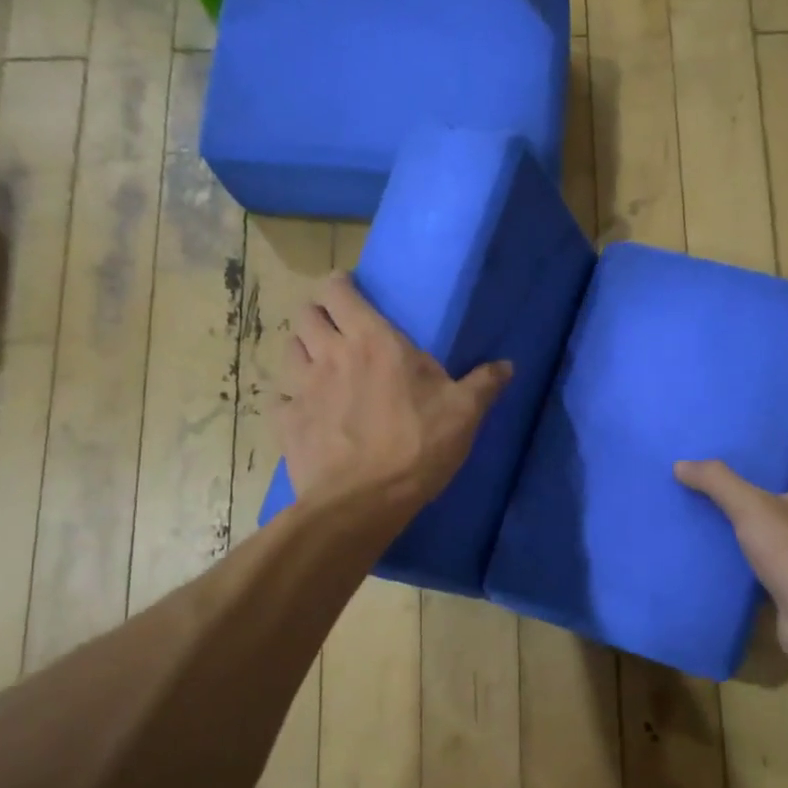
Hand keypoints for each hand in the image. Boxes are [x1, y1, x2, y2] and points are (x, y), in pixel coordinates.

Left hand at [278, 274, 510, 516]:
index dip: (340, 286)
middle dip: (319, 315)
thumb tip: (508, 365)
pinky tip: (306, 409)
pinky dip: (290, 396)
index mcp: (373, 341)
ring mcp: (301, 388)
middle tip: (337, 329)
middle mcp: (330, 354)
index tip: (350, 291)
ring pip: (289, 349)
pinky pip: (279, 396)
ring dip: (303, 350)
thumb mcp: (464, 414)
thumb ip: (484, 384)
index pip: (339, 291)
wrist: (363, 502)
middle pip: (306, 315)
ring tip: (319, 365)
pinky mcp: (286, 422)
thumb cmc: (418, 448)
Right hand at [675, 460, 787, 670]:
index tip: (727, 489)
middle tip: (712, 516)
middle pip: (780, 518)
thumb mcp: (748, 505)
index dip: (759, 486)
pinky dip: (754, 579)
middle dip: (753, 519)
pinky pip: (773, 579)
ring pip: (777, 550)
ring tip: (713, 546)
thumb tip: (680, 464)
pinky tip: (727, 578)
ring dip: (752, 551)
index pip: (787, 486)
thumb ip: (716, 482)